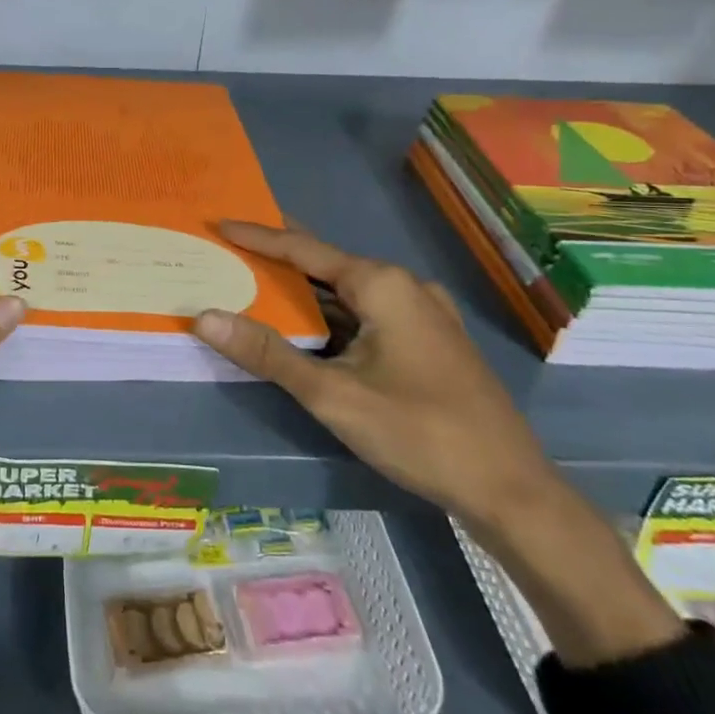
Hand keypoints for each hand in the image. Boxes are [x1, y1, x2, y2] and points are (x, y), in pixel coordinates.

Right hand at [193, 220, 558, 526]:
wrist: (509, 489)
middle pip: (327, 264)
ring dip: (305, 291)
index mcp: (382, 285)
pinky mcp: (429, 340)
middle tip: (233, 250)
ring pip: (349, 291)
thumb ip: (267, 353)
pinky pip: (368, 312)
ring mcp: (423, 313)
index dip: (258, 237)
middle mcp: (404, 287)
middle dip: (279, 259)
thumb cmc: (418, 432)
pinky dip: (332, 313)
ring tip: (258, 283)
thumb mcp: (332, 394)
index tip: (220, 224)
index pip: (304, 249)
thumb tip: (206, 317)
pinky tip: (311, 326)